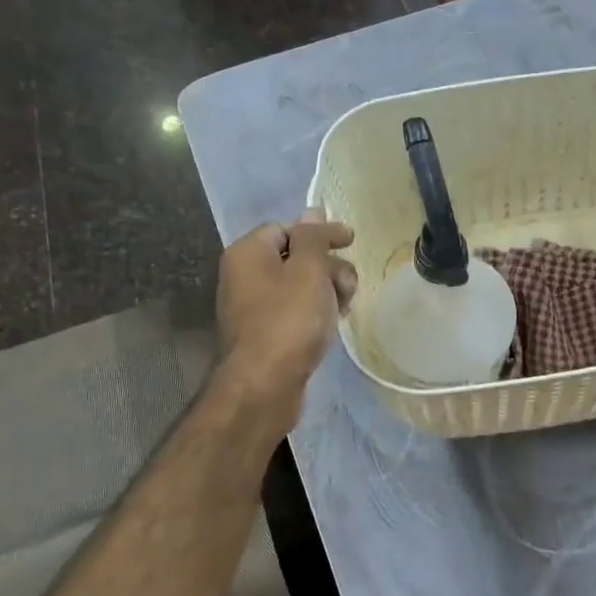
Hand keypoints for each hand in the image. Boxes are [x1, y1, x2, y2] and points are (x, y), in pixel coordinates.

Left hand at [216, 211, 356, 416]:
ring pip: (298, 285)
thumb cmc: (288, 320)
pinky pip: (294, 310)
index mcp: (248, 253)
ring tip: (345, 308)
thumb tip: (313, 211)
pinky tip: (332, 324)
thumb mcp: (309, 270)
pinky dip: (315, 311)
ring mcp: (252, 307)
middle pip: (295, 256)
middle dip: (329, 266)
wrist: (264, 384)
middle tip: (350, 286)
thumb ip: (313, 237)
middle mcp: (244, 276)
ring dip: (327, 289)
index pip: (288, 228)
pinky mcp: (264, 333)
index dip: (321, 233)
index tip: (352, 243)